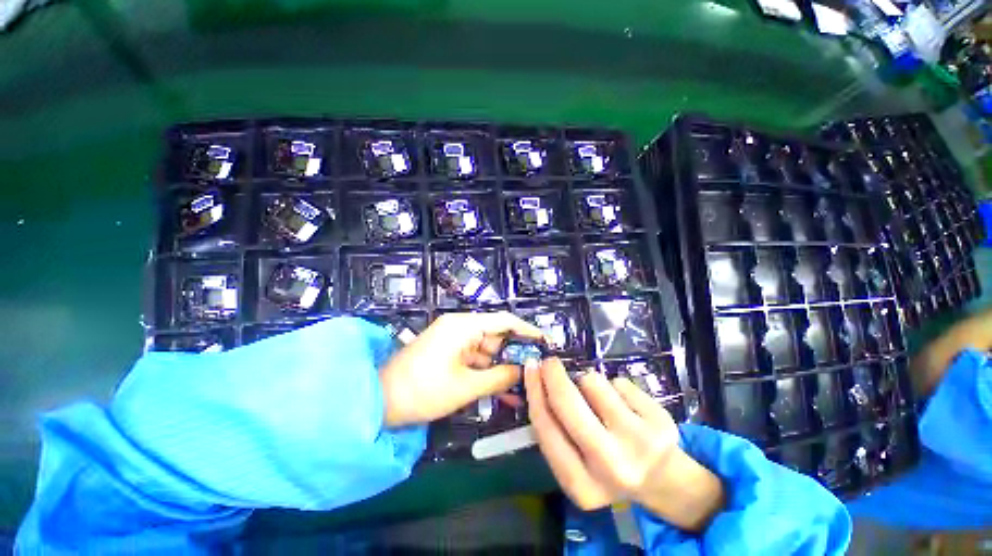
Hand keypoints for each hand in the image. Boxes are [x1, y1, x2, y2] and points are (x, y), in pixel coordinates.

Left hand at [379, 312, 542, 427]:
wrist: (378, 403)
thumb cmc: (422, 390)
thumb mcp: (465, 386)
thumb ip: (499, 377)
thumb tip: (525, 371)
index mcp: (463, 326)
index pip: (503, 320)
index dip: (526, 330)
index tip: (545, 343)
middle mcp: (460, 328)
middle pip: (497, 337)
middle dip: (516, 356)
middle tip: (537, 372)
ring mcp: (454, 341)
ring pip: (488, 352)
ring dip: (503, 369)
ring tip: (525, 388)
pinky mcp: (450, 354)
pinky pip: (476, 361)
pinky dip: (488, 374)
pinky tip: (505, 391)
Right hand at [525, 358, 724, 531]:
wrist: (663, 479)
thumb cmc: (607, 465)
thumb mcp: (575, 462)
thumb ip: (553, 428)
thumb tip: (533, 378)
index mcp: (581, 485)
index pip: (546, 427)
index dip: (534, 391)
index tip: (530, 367)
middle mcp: (611, 466)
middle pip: (568, 403)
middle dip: (553, 374)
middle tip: (550, 362)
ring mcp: (640, 443)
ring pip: (593, 382)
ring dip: (586, 382)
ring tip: (598, 398)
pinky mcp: (661, 422)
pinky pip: (618, 382)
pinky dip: (612, 386)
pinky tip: (623, 405)